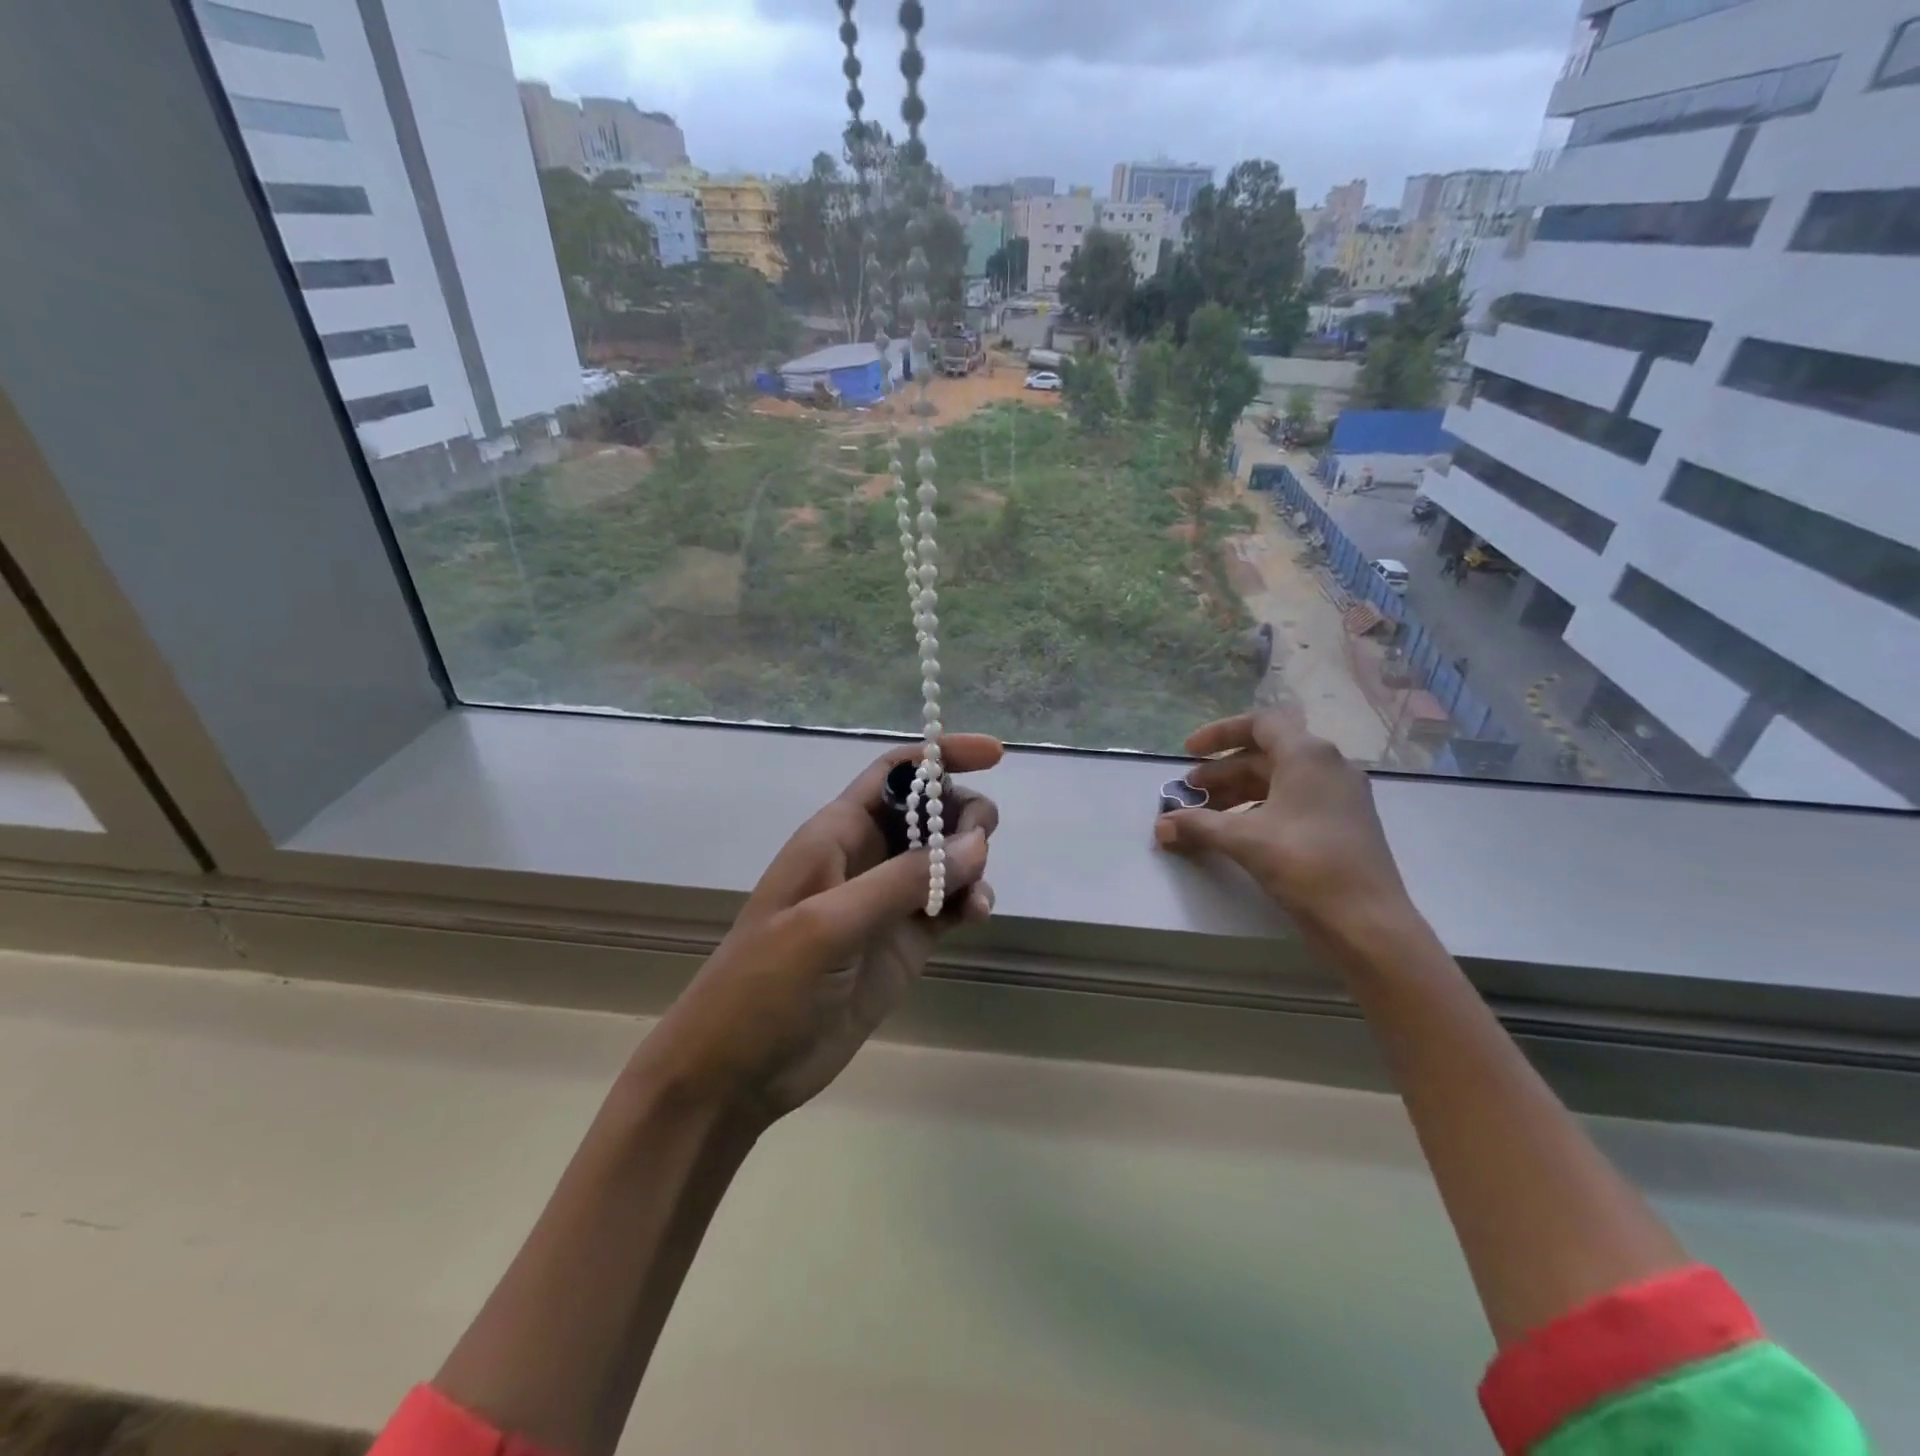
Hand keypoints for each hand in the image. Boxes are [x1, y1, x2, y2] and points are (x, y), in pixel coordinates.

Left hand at [635, 736, 1001, 1125]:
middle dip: (963, 814)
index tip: (994, 756)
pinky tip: (978, 915)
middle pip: (928, 812)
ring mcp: (885, 903)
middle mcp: (865, 858)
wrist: (736, 1071)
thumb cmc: (766, 984)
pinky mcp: (902, 943)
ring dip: (972, 862)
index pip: (895, 774)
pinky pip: (949, 905)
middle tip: (981, 845)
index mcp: (836, 834)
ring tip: (976, 895)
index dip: (940, 756)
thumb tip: (975, 844)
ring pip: (944, 859)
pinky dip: (970, 902)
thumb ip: (903, 880)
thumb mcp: (830, 923)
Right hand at [1153, 712, 1412, 942]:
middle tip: (1189, 793)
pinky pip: (1294, 801)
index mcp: (1308, 755)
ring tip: (1206, 815)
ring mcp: (1340, 795)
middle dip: (1221, 772)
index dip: (1219, 734)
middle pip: (1265, 755)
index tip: (1188, 752)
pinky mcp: (1344, 823)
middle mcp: (1328, 765)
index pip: (1259, 724)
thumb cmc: (1305, 864)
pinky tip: (1238, 833)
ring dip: (1238, 792)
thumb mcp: (1243, 839)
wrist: (1366, 921)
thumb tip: (1160, 825)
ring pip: (1279, 780)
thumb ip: (1197, 825)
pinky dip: (1261, 809)